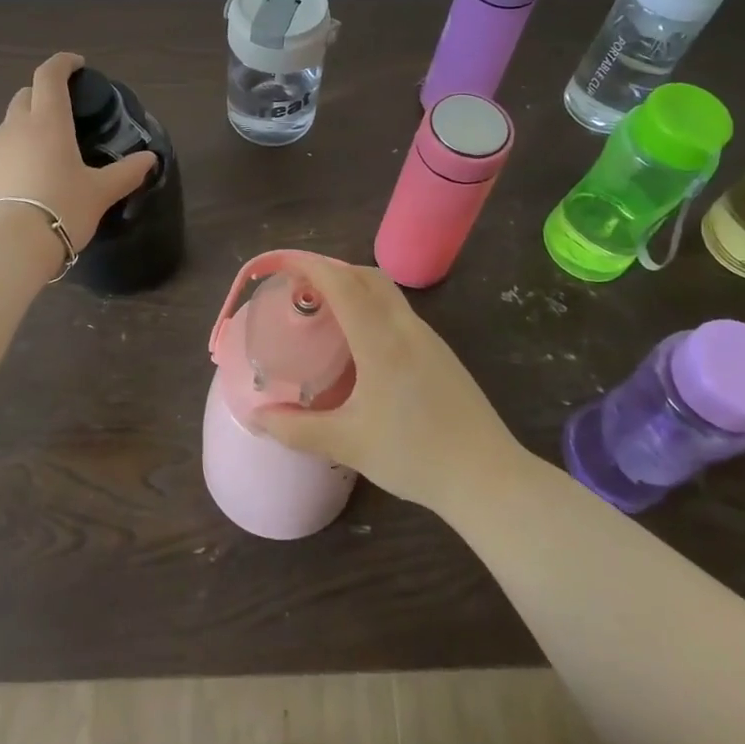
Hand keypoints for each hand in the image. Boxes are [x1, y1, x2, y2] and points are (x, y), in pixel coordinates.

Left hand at [0, 52, 157, 253]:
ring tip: (51, 148)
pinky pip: (2, 150)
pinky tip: (32, 174)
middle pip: (26, 95)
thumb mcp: (100, 192)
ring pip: (11, 123)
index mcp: (48, 121)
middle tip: (66, 109)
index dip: (63, 63)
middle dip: (44, 93)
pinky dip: (18, 150)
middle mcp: (16, 127)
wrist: (6, 247)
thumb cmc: (61, 208)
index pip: (49, 76)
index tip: (78, 65)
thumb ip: (126, 173)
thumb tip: (150, 159)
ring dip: (29, 124)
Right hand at [253, 259, 521, 512]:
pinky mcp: (441, 353)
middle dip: (332, 271)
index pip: (342, 283)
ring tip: (326, 310)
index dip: (311, 266)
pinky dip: (372, 306)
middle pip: (367, 276)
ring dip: (354, 286)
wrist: (487, 477)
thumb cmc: (414, 456)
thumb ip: (297, 430)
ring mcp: (429, 338)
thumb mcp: (348, 444)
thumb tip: (257, 419)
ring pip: (387, 292)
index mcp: (381, 340)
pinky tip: (362, 341)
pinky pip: (399, 311)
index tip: (283, 266)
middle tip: (300, 289)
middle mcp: (406, 327)